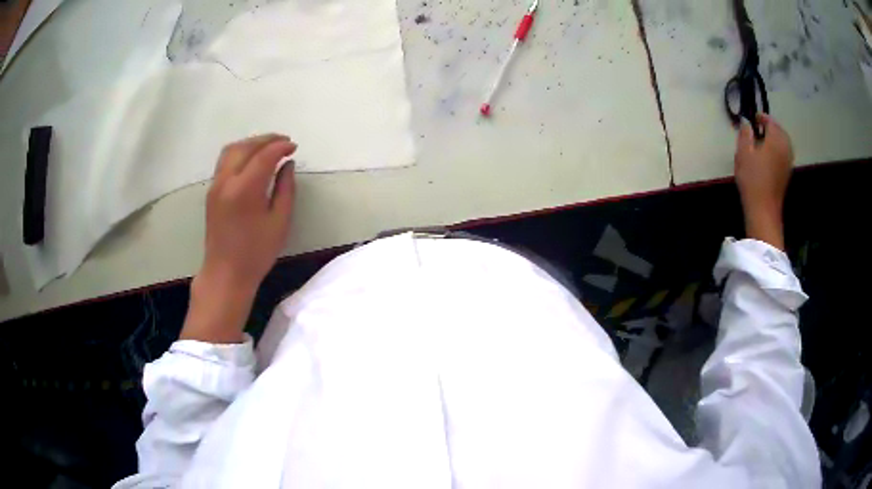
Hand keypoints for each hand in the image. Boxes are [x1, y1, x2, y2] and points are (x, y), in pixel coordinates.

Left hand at [182, 134, 296, 342]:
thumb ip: (285, 189)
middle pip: (245, 147)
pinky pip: (224, 161)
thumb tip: (287, 165)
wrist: (225, 273)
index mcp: (245, 190)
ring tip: (268, 146)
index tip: (294, 147)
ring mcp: (215, 185)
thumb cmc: (256, 253)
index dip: (281, 147)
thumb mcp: (279, 222)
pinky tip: (251, 159)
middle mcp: (226, 181)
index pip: (264, 155)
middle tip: (284, 141)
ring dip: (251, 143)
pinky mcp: (211, 191)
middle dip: (266, 139)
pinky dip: (240, 152)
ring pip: (231, 150)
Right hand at [734, 114, 792, 250]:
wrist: (764, 209)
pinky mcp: (787, 172)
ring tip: (763, 141)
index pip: (770, 121)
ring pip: (783, 142)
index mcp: (775, 140)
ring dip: (775, 138)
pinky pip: (784, 153)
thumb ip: (745, 134)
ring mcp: (788, 161)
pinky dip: (778, 149)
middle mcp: (785, 147)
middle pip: (780, 131)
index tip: (752, 119)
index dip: (761, 117)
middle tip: (758, 129)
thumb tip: (746, 122)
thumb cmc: (752, 179)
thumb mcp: (743, 153)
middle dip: (770, 127)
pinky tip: (769, 155)